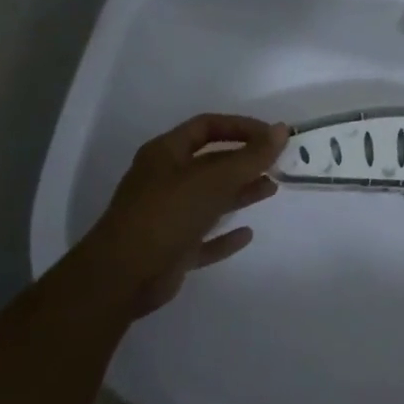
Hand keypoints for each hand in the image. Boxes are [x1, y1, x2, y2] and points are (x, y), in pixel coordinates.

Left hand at [93, 113, 286, 320]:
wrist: (121, 277)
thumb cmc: (167, 214)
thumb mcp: (214, 179)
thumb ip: (251, 156)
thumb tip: (283, 129)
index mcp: (165, 153)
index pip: (207, 126)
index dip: (241, 127)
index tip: (271, 136)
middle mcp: (164, 180)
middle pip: (209, 162)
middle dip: (243, 161)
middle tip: (276, 163)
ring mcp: (165, 216)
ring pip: (209, 198)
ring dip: (239, 193)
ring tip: (271, 189)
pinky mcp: (170, 250)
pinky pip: (203, 237)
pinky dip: (224, 235)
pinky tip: (247, 234)